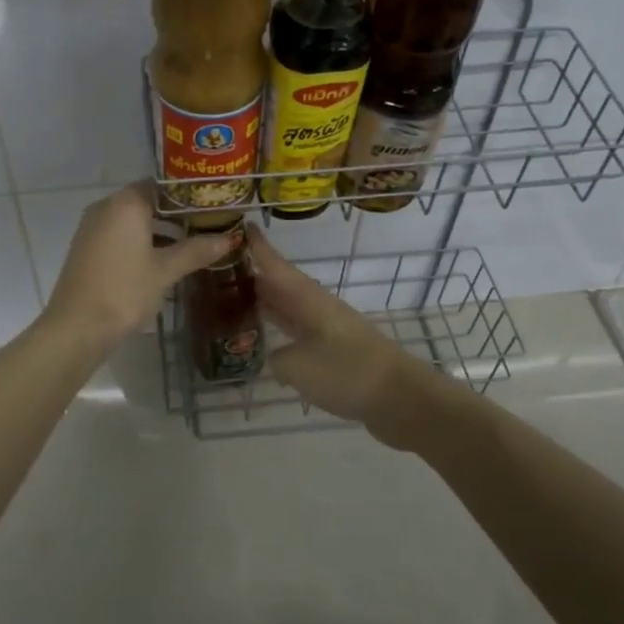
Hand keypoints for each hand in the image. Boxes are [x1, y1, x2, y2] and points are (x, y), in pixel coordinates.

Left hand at [44, 181, 232, 350]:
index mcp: (126, 203)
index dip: (188, 194)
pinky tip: (162, 259)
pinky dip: (141, 240)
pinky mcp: (86, 248)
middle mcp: (106, 207)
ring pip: (132, 219)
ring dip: (159, 229)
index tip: (212, 205)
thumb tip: (229, 238)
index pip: (162, 185)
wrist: (77, 327)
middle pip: (147, 201)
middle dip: (176, 213)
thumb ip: (196, 251)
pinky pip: (119, 234)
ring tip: (191, 243)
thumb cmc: (124, 291)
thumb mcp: (165, 271)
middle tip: (208, 225)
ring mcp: (92, 227)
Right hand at [246, 226, 440, 445]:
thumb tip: (275, 356)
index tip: (242, 225)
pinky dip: (282, 330)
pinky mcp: (337, 352)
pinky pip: (300, 332)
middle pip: (283, 285)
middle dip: (255, 276)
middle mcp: (319, 308)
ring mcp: (330, 330)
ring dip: (268, 303)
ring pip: (291, 309)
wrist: (400, 398)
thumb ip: (277, 358)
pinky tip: (268, 340)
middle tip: (223, 269)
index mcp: (309, 300)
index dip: (259, 247)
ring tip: (235, 299)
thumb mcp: (297, 367)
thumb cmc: (347, 373)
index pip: (277, 267)